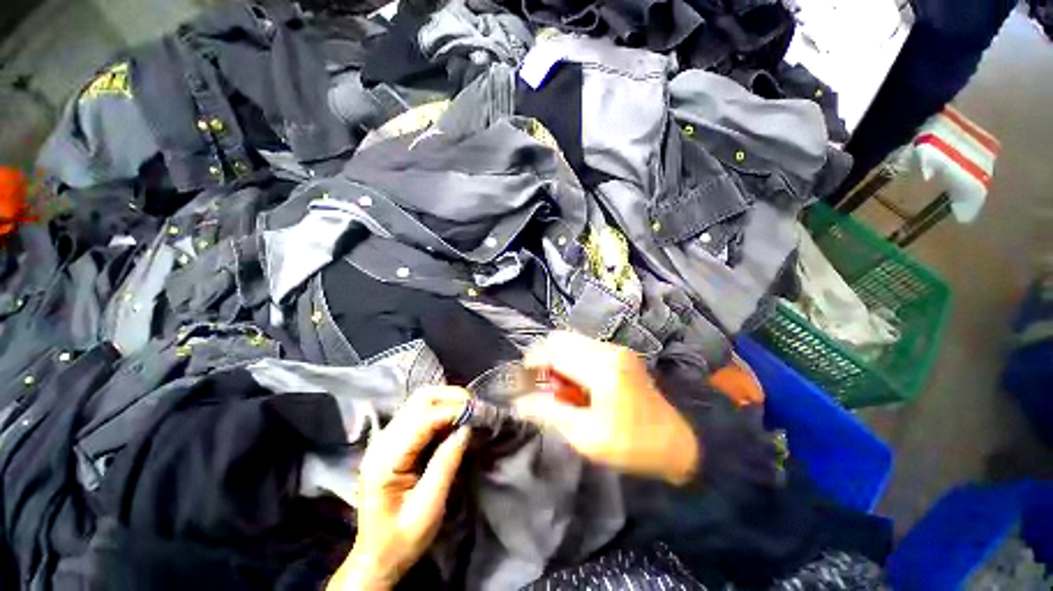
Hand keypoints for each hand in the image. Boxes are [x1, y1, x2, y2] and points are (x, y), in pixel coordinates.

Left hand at [327, 387, 471, 590]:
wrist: (376, 556)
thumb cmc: (401, 539)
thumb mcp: (428, 508)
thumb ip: (446, 464)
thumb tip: (467, 428)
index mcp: (386, 460)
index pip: (423, 419)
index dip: (453, 411)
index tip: (478, 413)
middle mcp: (383, 441)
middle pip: (420, 400)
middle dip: (451, 397)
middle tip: (476, 407)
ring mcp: (387, 438)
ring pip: (420, 401)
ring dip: (448, 400)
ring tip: (470, 410)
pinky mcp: (395, 439)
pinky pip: (420, 412)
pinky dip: (442, 409)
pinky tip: (455, 418)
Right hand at [515, 332, 699, 485]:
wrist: (676, 441)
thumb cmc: (630, 444)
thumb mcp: (586, 436)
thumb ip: (549, 413)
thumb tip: (519, 403)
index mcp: (600, 368)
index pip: (554, 351)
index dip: (532, 361)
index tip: (522, 378)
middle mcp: (607, 349)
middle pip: (561, 338)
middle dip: (545, 357)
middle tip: (544, 385)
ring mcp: (616, 348)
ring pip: (572, 340)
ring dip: (559, 358)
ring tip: (561, 387)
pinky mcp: (620, 353)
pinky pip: (585, 347)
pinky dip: (573, 360)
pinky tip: (578, 384)